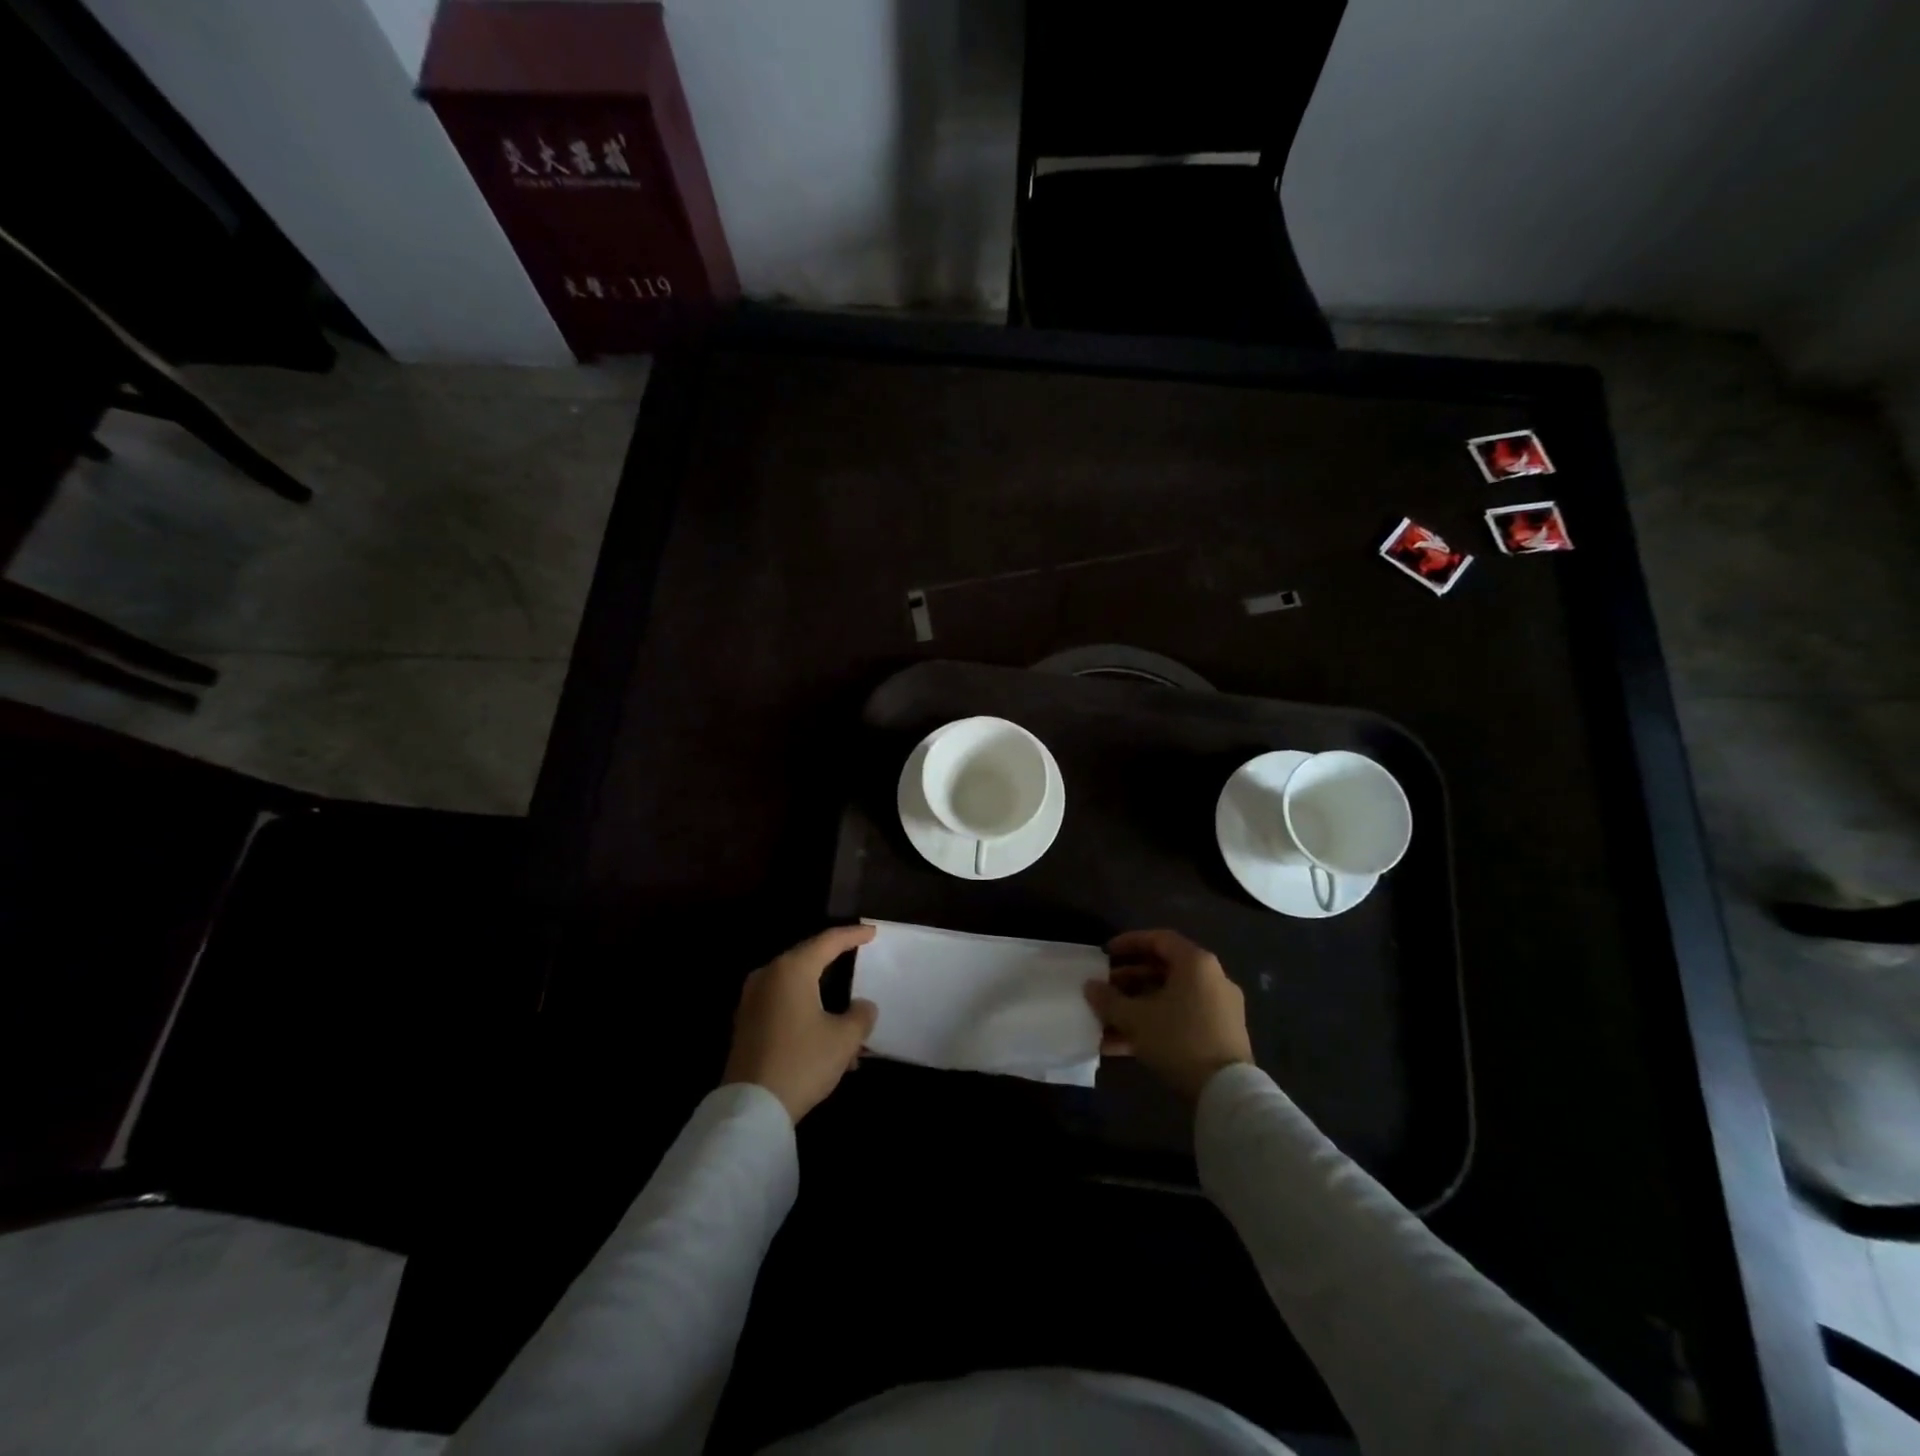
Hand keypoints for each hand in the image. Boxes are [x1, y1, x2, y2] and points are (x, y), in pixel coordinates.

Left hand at [724, 925, 878, 1123]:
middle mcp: (768, 976)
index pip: (828, 941)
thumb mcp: (843, 1039)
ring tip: (851, 1018)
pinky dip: (807, 1012)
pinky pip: (784, 1005)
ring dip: (824, 998)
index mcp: (792, 969)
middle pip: (808, 960)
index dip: (852, 936)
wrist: (751, 1108)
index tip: (872, 932)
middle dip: (837, 964)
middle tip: (859, 958)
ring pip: (797, 987)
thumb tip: (863, 1006)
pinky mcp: (747, 1024)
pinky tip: (828, 1039)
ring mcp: (753, 1000)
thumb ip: (861, 1015)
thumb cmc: (802, 1062)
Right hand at [1085, 929, 1252, 1101]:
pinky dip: (1154, 1025)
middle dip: (1129, 980)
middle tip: (1105, 989)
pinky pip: (1180, 1020)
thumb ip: (1109, 1000)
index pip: (1159, 939)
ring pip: (1169, 999)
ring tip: (1107, 1020)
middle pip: (1164, 970)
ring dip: (1137, 1007)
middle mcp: (1212, 979)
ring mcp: (1218, 1009)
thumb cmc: (1179, 1039)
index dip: (1129, 943)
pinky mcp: (1220, 1035)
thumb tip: (1090, 986)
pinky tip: (1122, 1045)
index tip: (1106, 953)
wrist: (1227, 1092)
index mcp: (1196, 964)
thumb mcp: (1136, 1018)